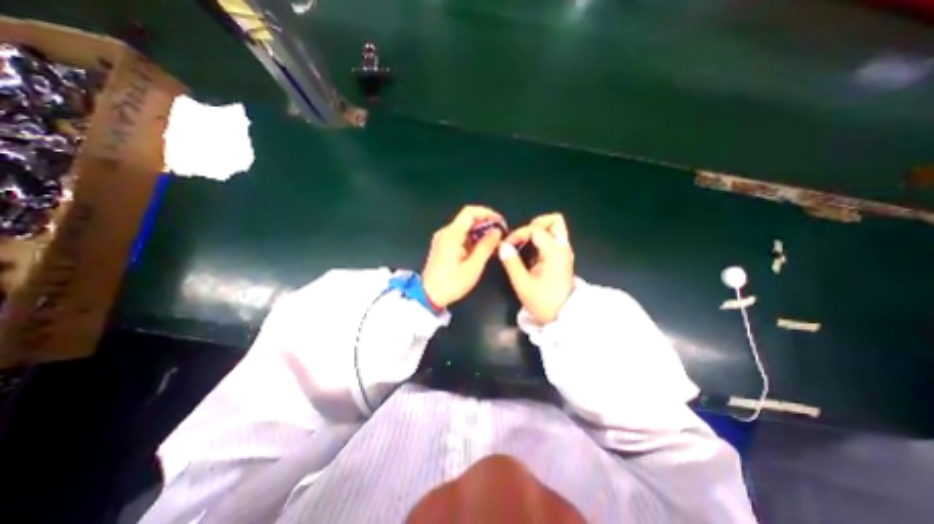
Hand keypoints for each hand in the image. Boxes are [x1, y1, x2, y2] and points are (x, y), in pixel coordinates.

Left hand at [421, 207, 502, 309]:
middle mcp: (445, 233)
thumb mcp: (473, 266)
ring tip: (493, 243)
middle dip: (485, 224)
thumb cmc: (451, 283)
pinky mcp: (442, 246)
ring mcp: (443, 239)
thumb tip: (497, 231)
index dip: (487, 213)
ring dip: (480, 232)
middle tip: (499, 235)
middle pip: (468, 219)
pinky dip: (472, 239)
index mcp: (452, 234)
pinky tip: (481, 249)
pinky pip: (460, 236)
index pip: (470, 212)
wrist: (429, 296)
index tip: (500, 222)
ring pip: (464, 228)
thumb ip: (486, 246)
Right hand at [500, 212, 572, 322]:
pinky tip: (530, 252)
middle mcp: (562, 248)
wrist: (563, 316)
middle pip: (554, 221)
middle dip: (535, 224)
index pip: (536, 230)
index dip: (519, 233)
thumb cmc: (543, 302)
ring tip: (524, 243)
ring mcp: (564, 253)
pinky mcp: (562, 258)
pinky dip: (541, 239)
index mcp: (554, 252)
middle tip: (521, 236)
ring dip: (538, 231)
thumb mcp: (522, 284)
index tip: (507, 245)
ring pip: (555, 229)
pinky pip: (553, 239)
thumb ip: (511, 262)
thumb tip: (502, 246)